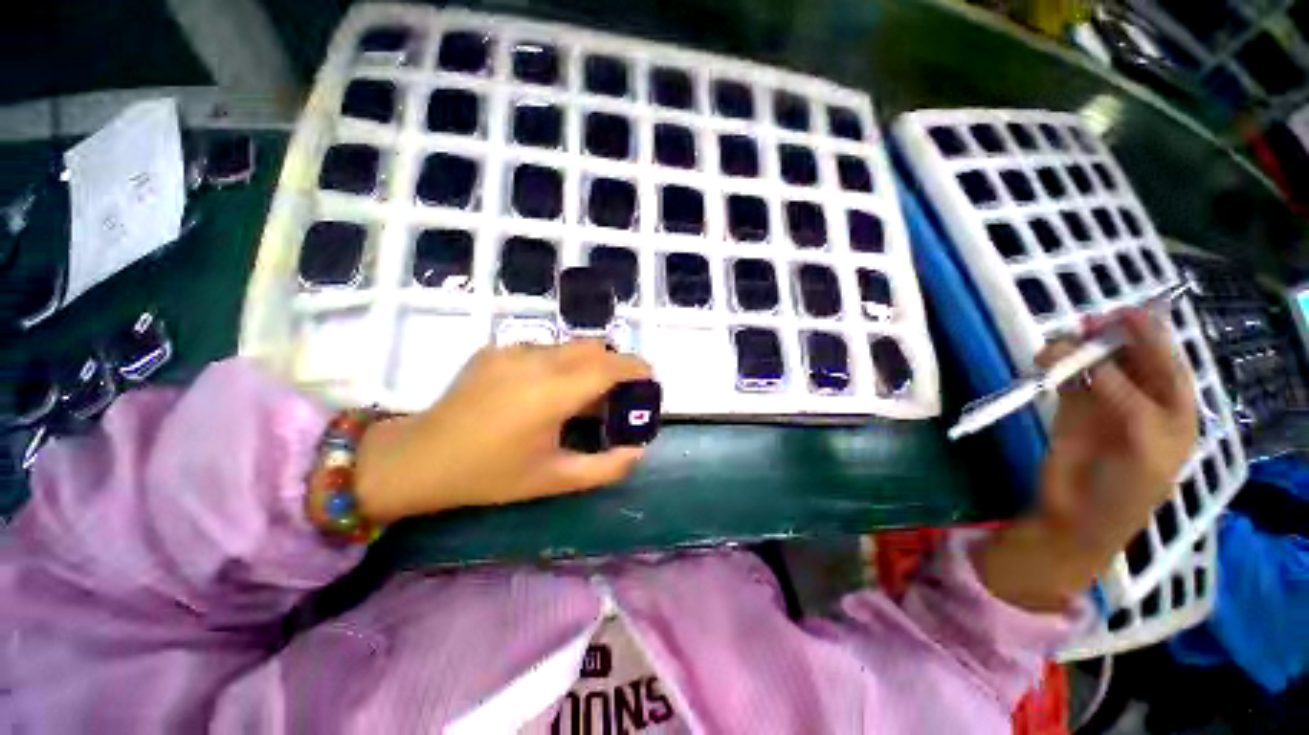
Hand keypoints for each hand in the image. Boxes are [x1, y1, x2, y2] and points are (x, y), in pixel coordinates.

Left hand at [353, 342, 652, 522]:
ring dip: (586, 363)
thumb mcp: (554, 479)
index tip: (648, 377)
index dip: (634, 367)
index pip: (607, 367)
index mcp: (551, 394)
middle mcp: (534, 361)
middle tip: (616, 393)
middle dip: (614, 364)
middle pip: (592, 348)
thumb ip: (606, 468)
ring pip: (568, 346)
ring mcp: (512, 350)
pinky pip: (543, 349)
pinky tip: (543, 391)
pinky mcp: (496, 349)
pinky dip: (559, 363)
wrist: (420, 458)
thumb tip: (639, 451)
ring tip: (580, 395)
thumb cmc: (490, 475)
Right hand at [975, 309, 1196, 611]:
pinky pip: (1065, 379)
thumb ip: (1126, 398)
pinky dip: (1054, 366)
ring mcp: (1104, 404)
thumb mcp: (1142, 443)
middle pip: (1129, 358)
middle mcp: (1141, 401)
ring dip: (1076, 351)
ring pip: (1093, 365)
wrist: (1078, 517)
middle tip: (1087, 325)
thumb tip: (1098, 360)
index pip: (1167, 364)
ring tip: (1055, 348)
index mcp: (1172, 411)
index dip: (1150, 337)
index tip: (1126, 313)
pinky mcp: (1070, 410)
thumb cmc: (1127, 488)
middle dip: (1110, 338)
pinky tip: (1043, 362)